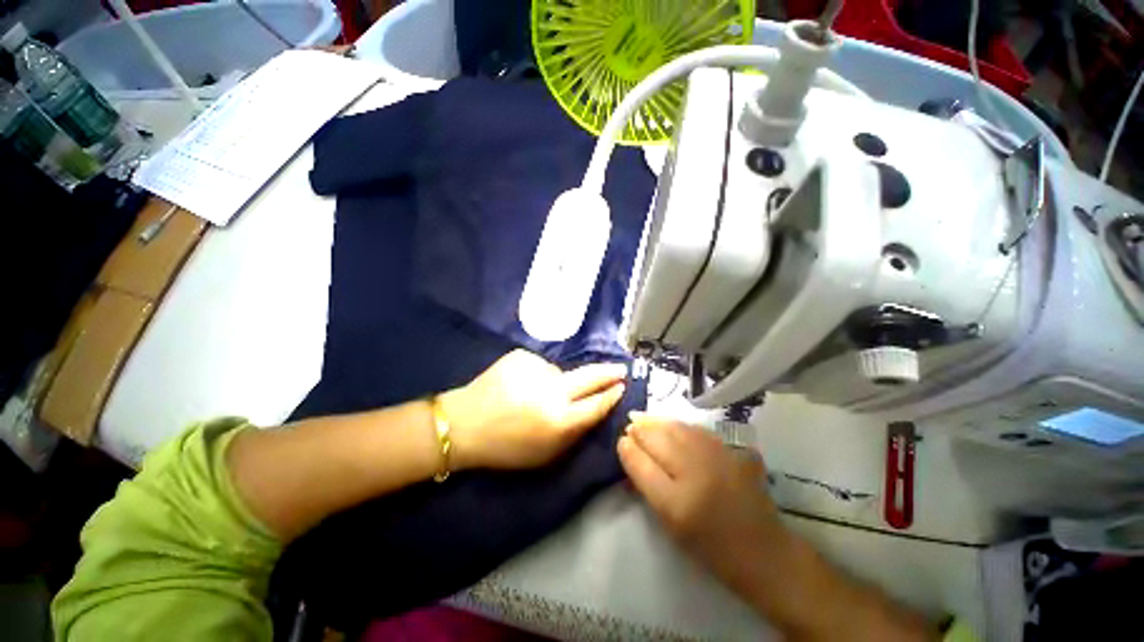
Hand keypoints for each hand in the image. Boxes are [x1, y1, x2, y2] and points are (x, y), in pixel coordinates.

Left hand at [440, 350, 626, 470]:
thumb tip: (595, 409)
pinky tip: (518, 384)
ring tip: (533, 393)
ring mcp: (536, 369)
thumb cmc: (506, 447)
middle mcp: (552, 391)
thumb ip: (574, 433)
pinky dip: (535, 375)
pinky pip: (539, 366)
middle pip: (589, 377)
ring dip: (555, 382)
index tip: (622, 387)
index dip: (611, 396)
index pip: (596, 404)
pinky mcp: (521, 356)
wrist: (463, 424)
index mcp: (559, 420)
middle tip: (620, 368)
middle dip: (608, 373)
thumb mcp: (546, 455)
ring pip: (559, 372)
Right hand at [617, 415, 791, 593]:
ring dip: (657, 422)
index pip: (641, 463)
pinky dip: (678, 425)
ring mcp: (715, 457)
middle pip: (657, 438)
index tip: (621, 441)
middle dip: (640, 429)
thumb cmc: (709, 545)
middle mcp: (695, 473)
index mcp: (676, 502)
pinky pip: (695, 429)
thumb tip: (629, 451)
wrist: (761, 549)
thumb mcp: (669, 523)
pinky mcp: (731, 450)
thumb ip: (647, 484)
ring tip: (646, 421)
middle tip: (631, 427)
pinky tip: (672, 427)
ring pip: (675, 426)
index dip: (627, 447)